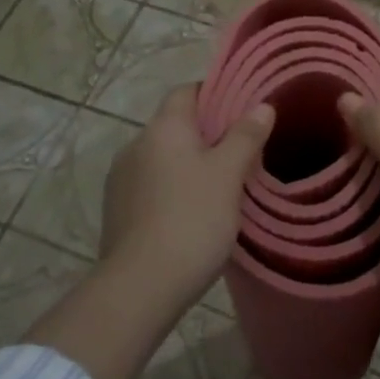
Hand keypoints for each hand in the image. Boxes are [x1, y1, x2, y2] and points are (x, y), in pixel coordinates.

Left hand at [101, 84, 274, 303]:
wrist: (140, 287)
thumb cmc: (191, 220)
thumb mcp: (229, 175)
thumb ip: (245, 137)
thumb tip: (261, 107)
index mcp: (163, 128)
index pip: (187, 91)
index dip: (216, 94)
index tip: (244, 110)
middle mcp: (136, 144)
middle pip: (176, 125)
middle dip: (208, 134)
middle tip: (244, 151)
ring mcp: (121, 179)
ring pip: (164, 158)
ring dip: (191, 164)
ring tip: (224, 185)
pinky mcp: (117, 211)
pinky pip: (153, 186)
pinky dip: (175, 189)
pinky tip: (196, 213)